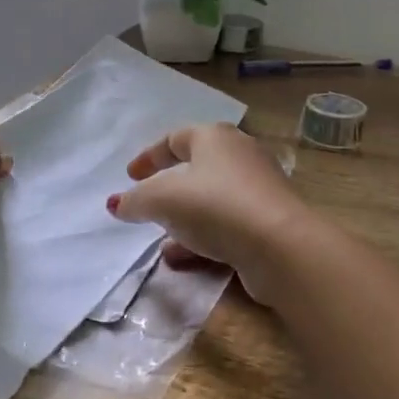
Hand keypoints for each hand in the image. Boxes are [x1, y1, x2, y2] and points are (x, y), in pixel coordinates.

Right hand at [106, 123, 313, 305]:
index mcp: (215, 137)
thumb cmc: (215, 206)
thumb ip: (136, 200)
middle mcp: (240, 155)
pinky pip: (228, 225)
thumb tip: (118, 203)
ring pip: (212, 201)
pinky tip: (183, 261)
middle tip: (148, 206)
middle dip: (169, 190)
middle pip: (197, 168)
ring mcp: (258, 189)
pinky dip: (204, 238)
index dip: (149, 156)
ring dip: (185, 220)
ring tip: (162, 243)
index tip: (130, 176)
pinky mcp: (269, 222)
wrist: (280, 245)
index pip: (175, 138)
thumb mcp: (163, 199)